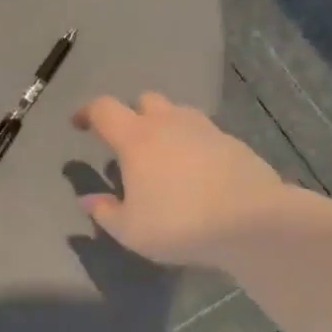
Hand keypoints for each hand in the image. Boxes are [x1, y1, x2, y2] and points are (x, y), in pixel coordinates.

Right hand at [72, 93, 290, 267]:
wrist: (252, 221)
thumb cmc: (179, 223)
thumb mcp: (131, 230)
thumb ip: (105, 212)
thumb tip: (87, 199)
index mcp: (136, 137)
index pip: (104, 109)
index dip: (88, 112)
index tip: (79, 123)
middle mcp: (169, 123)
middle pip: (145, 101)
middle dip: (132, 114)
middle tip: (128, 142)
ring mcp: (205, 129)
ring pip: (178, 114)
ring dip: (165, 127)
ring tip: (164, 157)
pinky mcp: (234, 143)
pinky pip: (205, 135)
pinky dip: (194, 146)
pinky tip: (197, 174)